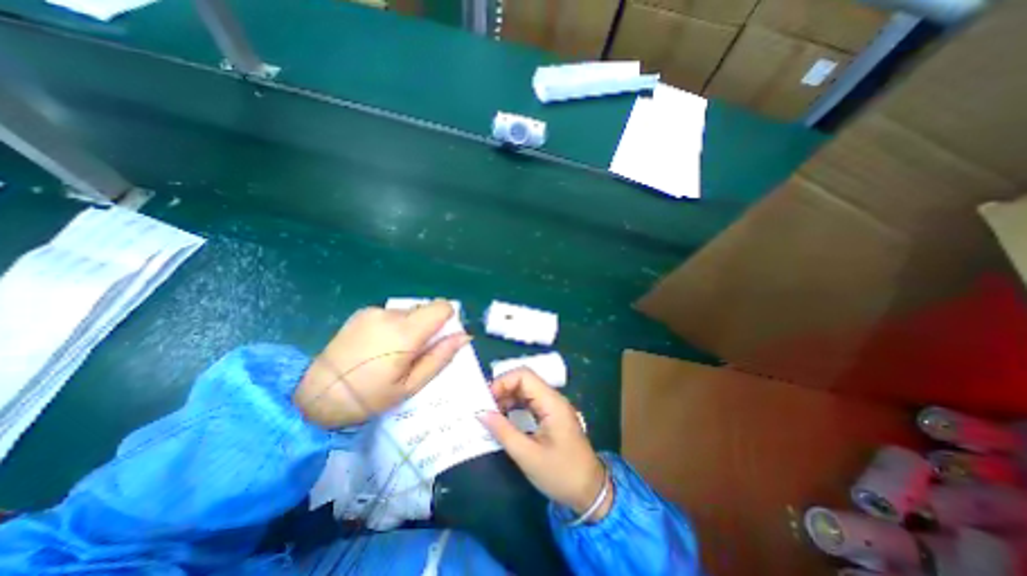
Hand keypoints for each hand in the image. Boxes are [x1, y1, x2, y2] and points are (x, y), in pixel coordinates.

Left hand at [292, 302, 467, 426]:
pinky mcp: (362, 313)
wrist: (317, 396)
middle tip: (413, 354)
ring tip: (392, 352)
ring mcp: (374, 311)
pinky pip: (391, 314)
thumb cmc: (370, 396)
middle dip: (428, 327)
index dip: (447, 320)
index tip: (438, 340)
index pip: (441, 307)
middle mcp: (391, 314)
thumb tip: (465, 336)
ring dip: (410, 327)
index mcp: (405, 332)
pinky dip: (394, 326)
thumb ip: (440, 357)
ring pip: (409, 312)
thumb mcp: (411, 385)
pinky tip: (378, 346)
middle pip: (426, 309)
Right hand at [480, 368, 612, 522]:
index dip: (503, 382)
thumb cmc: (561, 474)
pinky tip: (504, 419)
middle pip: (524, 381)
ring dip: (507, 399)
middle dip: (502, 390)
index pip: (524, 375)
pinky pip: (530, 403)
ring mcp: (553, 407)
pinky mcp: (552, 416)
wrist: (591, 492)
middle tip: (484, 409)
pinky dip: (515, 407)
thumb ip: (503, 431)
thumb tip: (481, 413)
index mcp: (551, 402)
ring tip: (491, 415)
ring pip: (526, 391)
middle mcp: (553, 399)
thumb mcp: (528, 456)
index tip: (486, 400)